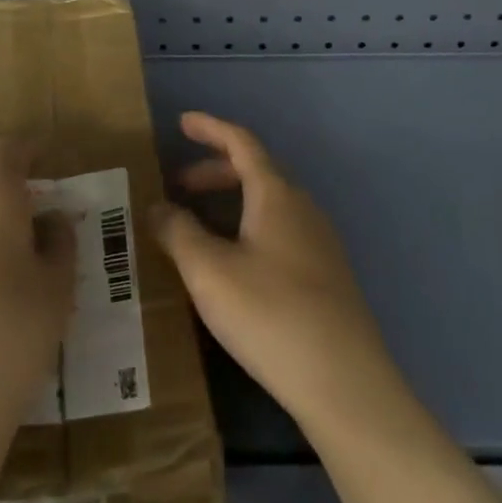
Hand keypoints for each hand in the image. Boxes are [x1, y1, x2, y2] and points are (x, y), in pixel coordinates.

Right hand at [151, 111, 402, 435]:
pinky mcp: (326, 274)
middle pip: (257, 172)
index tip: (182, 122)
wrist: (344, 380)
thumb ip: (179, 233)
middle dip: (215, 171)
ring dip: (232, 201)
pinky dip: (249, 226)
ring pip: (269, 203)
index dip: (211, 129)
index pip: (242, 143)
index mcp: (277, 195)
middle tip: (179, 185)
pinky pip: (280, 230)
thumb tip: (157, 207)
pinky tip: (234, 261)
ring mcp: (320, 241)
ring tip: (199, 224)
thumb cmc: (270, 314)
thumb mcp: (210, 272)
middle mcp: (303, 208)